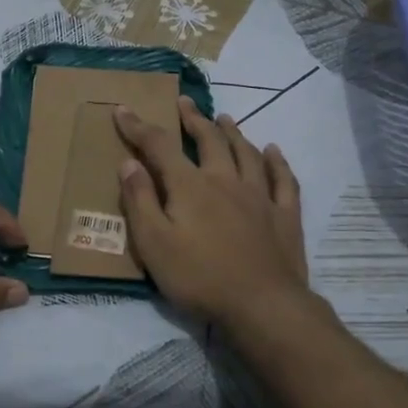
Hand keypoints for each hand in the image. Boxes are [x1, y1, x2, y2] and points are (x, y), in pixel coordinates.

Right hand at [114, 97, 309, 326]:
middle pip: (209, 140)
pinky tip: (273, 151)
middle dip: (193, 119)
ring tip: (224, 118)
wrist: (262, 305)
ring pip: (246, 153)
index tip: (123, 109)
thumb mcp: (154, 244)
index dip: (138, 126)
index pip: (159, 146)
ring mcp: (259, 196)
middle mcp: (226, 180)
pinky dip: (277, 162)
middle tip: (184, 102)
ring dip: (233, 133)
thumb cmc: (200, 278)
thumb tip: (129, 163)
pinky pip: (283, 180)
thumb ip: (140, 201)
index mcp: (190, 186)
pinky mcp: (284, 215)